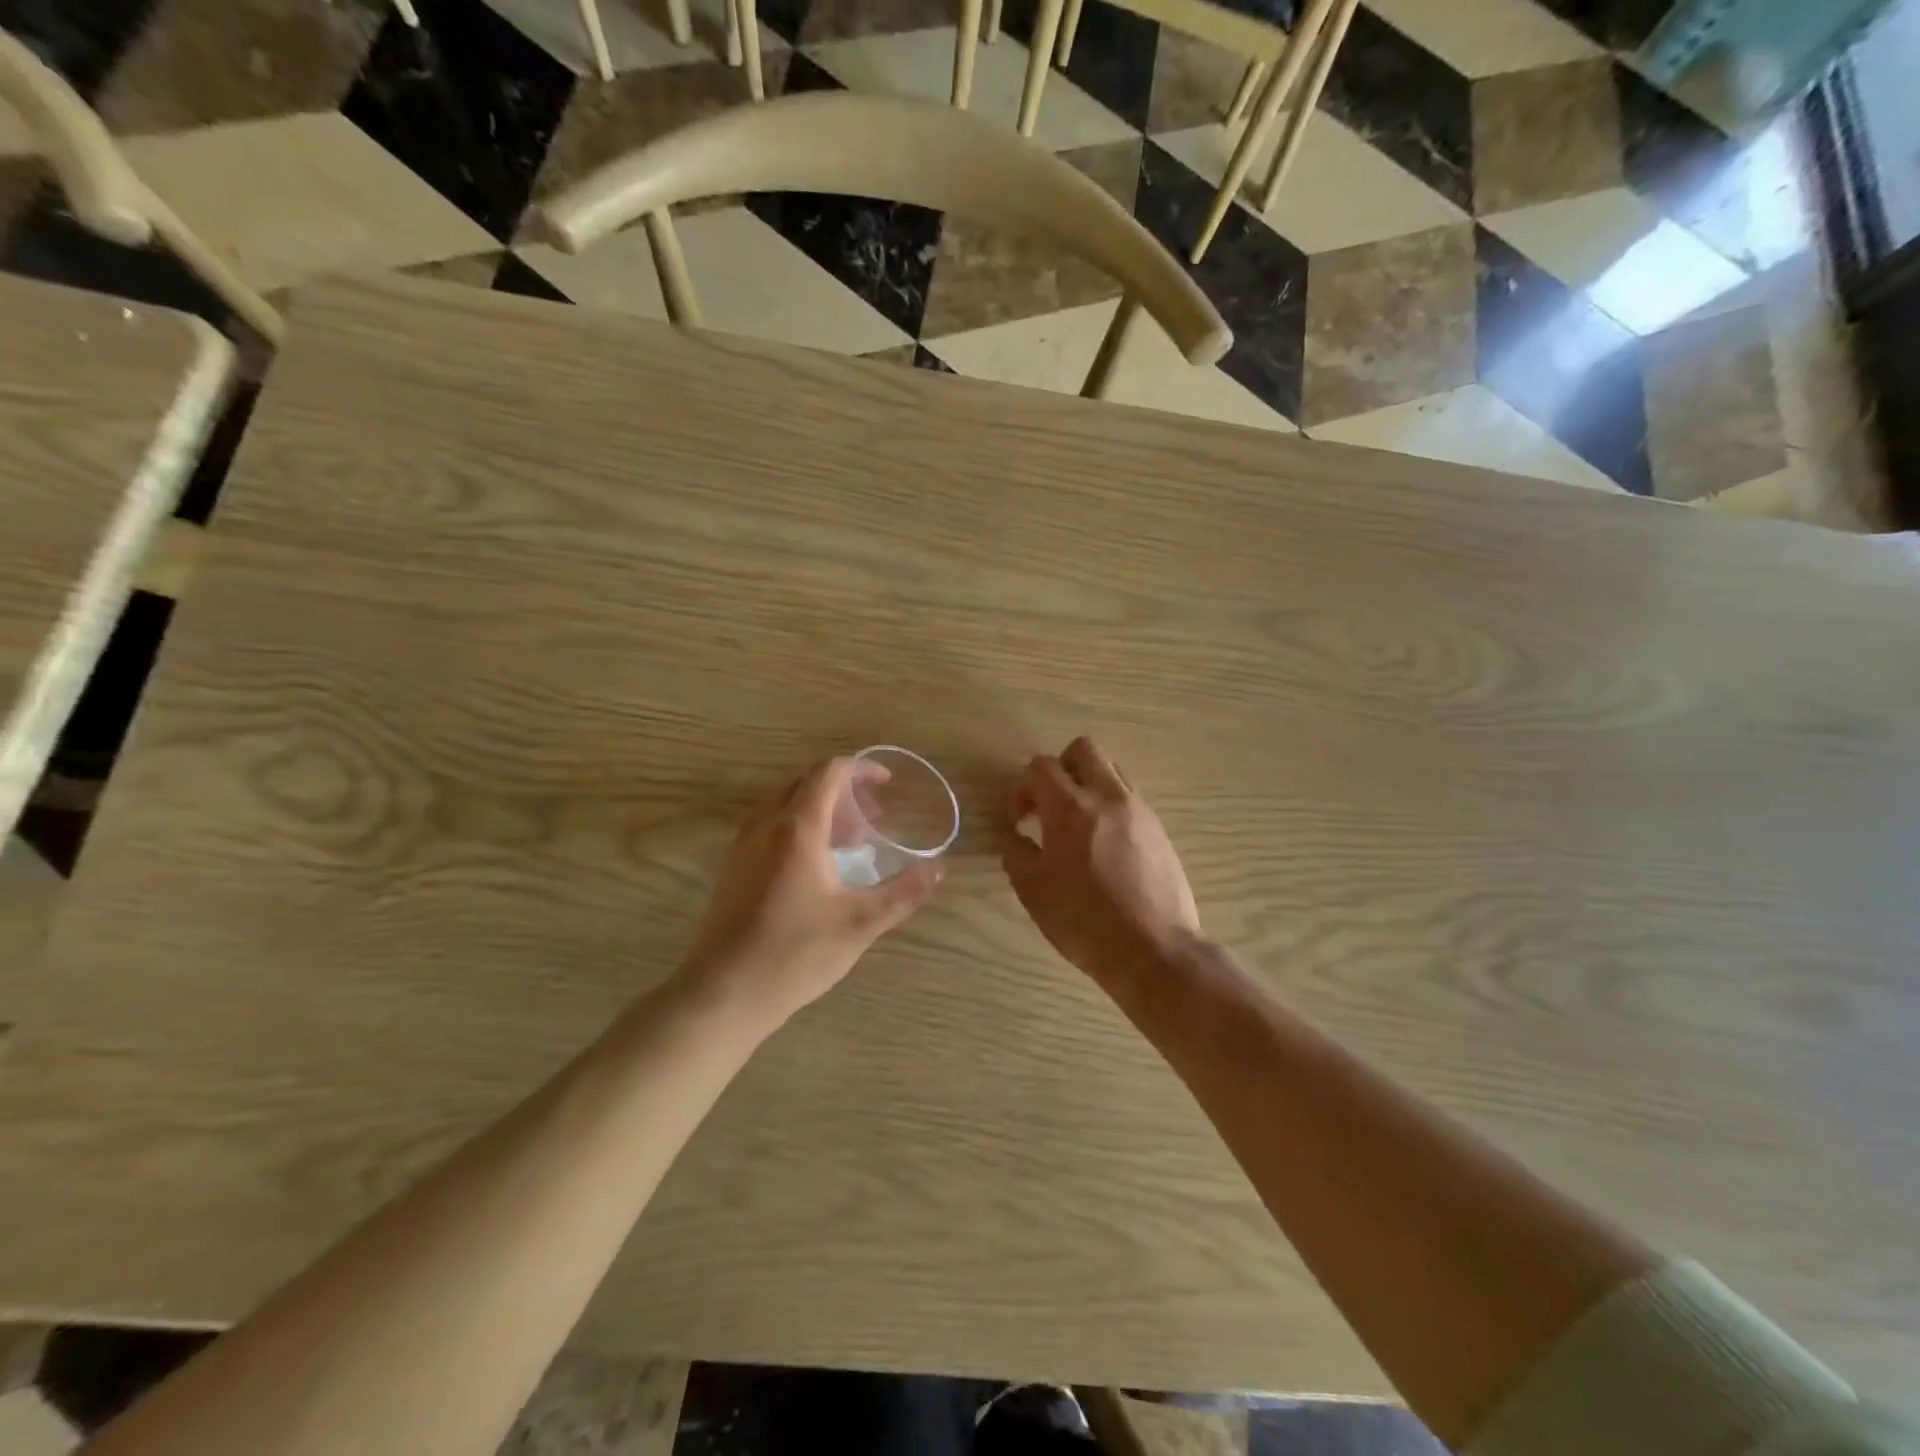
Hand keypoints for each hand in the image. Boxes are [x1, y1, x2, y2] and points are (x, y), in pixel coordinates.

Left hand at [681, 757, 943, 1030]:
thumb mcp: (860, 923)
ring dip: (819, 808)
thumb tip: (938, 869)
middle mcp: (766, 825)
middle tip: (872, 818)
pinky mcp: (733, 867)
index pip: (828, 773)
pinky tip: (816, 865)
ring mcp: (743, 845)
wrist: (724, 993)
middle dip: (843, 790)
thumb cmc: (795, 954)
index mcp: (798, 828)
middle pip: (805, 783)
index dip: (861, 768)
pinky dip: (798, 825)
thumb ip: (903, 892)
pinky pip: (769, 825)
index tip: (887, 783)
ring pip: (784, 803)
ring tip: (849, 841)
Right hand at [1003, 737, 1199, 988]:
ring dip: (1088, 785)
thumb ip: (1017, 854)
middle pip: (1083, 750)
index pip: (1041, 767)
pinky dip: (1110, 806)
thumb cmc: (1085, 921)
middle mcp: (1108, 797)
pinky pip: (1129, 798)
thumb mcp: (1033, 892)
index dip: (1021, 788)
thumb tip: (1018, 839)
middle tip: (1049, 805)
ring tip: (1077, 824)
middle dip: (1060, 769)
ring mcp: (1139, 810)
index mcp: (1070, 807)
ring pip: (1111, 770)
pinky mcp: (1159, 829)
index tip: (1018, 820)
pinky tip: (1103, 845)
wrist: (1154, 950)